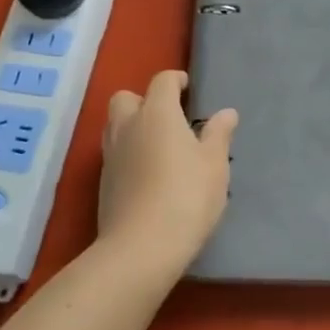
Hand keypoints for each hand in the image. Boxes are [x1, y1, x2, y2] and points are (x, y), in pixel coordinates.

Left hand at [96, 70, 235, 279]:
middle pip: (126, 97)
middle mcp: (128, 126)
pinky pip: (114, 154)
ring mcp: (111, 155)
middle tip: (167, 118)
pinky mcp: (103, 183)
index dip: (176, 80)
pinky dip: (128, 154)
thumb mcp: (214, 165)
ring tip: (157, 145)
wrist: (140, 249)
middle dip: (144, 100)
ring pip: (115, 125)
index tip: (188, 89)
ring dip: (132, 126)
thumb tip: (226, 112)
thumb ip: (218, 134)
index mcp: (157, 113)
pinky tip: (147, 174)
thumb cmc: (186, 197)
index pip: (162, 81)